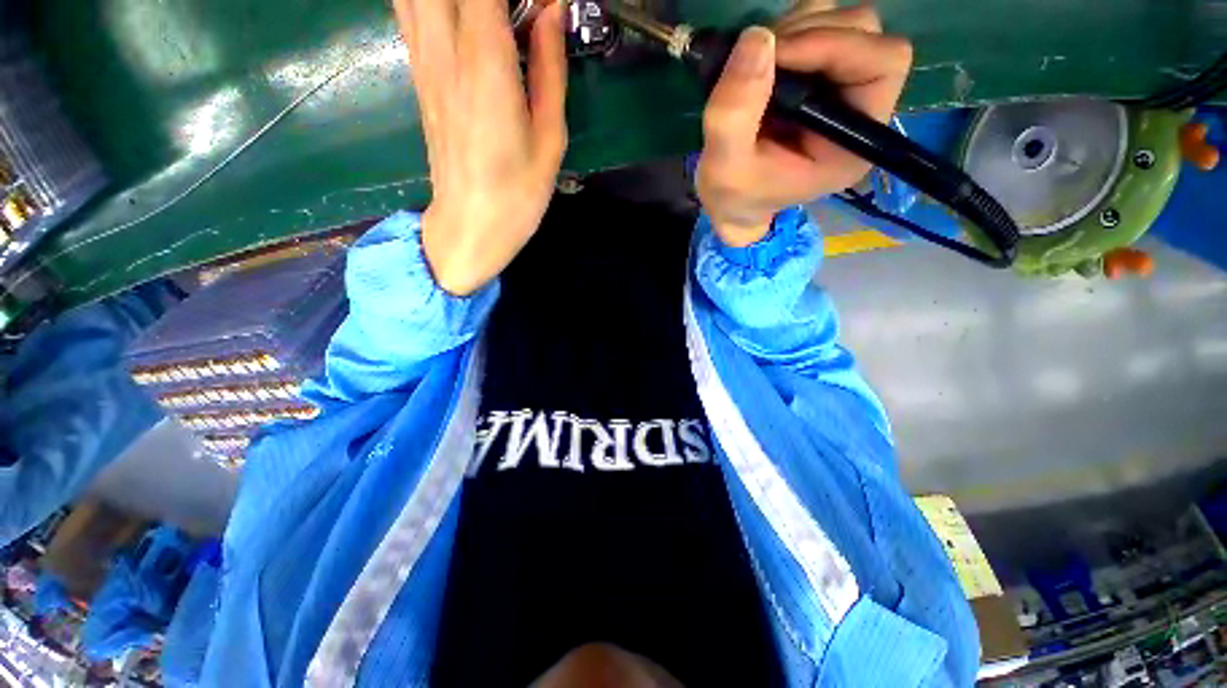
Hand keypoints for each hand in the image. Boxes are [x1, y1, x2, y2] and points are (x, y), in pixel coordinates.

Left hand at [394, 0, 567, 295]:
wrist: (470, 225)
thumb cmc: (518, 192)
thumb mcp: (550, 138)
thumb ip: (550, 69)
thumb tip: (552, 11)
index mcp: (486, 65)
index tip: (538, 3)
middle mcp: (445, 50)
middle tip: (517, 12)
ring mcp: (424, 60)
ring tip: (490, 19)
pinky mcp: (418, 74)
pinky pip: (409, 9)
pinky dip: (429, 1)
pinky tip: (457, 15)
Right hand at [695, 5, 912, 246]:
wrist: (731, 201)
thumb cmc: (735, 196)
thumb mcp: (726, 169)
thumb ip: (734, 116)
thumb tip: (756, 37)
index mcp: (854, 142)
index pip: (882, 64)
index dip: (834, 45)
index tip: (775, 55)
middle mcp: (860, 107)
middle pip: (864, 33)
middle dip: (808, 35)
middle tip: (757, 60)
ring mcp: (841, 85)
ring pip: (839, 22)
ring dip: (793, 30)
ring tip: (753, 68)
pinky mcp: (818, 74)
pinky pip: (815, 24)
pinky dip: (785, 31)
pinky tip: (760, 64)